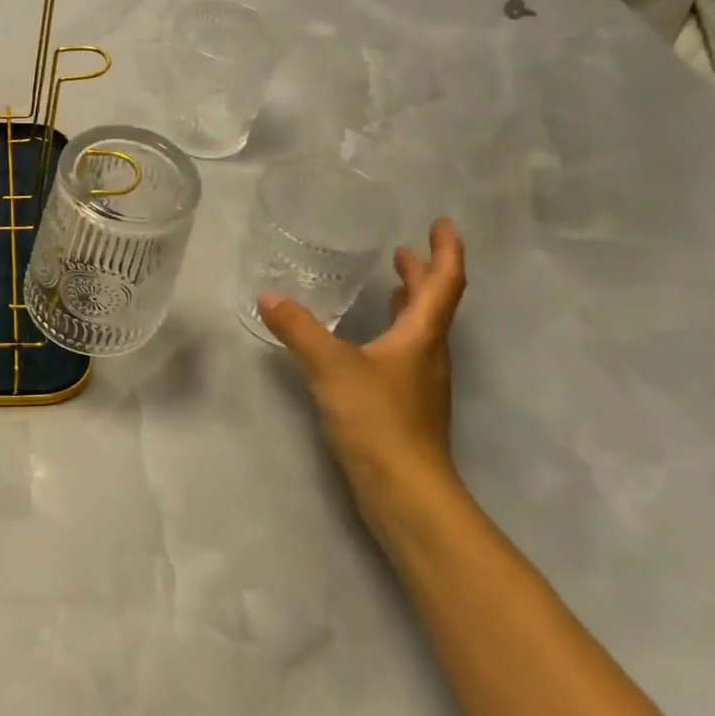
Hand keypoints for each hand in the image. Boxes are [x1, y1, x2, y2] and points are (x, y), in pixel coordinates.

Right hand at [258, 217, 466, 505]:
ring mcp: (419, 383)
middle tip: (405, 249)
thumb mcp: (332, 368)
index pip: (444, 283)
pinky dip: (392, 331)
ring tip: (391, 283)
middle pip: (434, 305)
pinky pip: (404, 353)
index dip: (445, 250)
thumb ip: (299, 330)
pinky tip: (367, 339)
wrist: (405, 492)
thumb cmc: (378, 420)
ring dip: (410, 302)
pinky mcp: (405, 406)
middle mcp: (428, 355)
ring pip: (420, 330)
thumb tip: (268, 297)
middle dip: (423, 273)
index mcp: (422, 337)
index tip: (441, 223)